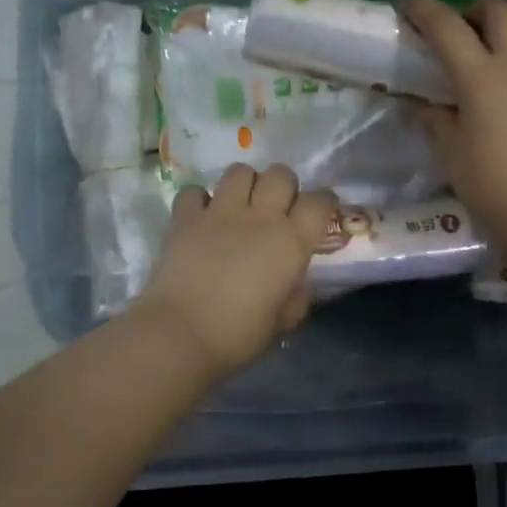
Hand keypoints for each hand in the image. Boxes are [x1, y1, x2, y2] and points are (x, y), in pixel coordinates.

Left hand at [133, 164, 336, 377]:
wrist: (181, 334)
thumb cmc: (239, 334)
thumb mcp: (282, 321)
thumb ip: (296, 298)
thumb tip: (298, 286)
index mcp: (291, 241)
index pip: (320, 201)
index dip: (324, 203)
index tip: (320, 215)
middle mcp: (260, 217)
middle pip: (280, 174)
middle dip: (283, 186)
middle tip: (277, 209)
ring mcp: (220, 212)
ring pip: (240, 171)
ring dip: (244, 184)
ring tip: (240, 205)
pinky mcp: (185, 218)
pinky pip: (195, 191)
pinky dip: (199, 200)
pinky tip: (201, 217)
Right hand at [400, 0, 506, 242]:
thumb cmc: (494, 186)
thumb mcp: (452, 156)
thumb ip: (436, 124)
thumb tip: (425, 108)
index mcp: (481, 77)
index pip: (448, 28)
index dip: (425, 10)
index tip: (408, 6)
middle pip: (501, 11)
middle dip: (476, 8)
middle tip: (462, 27)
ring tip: (501, 40)